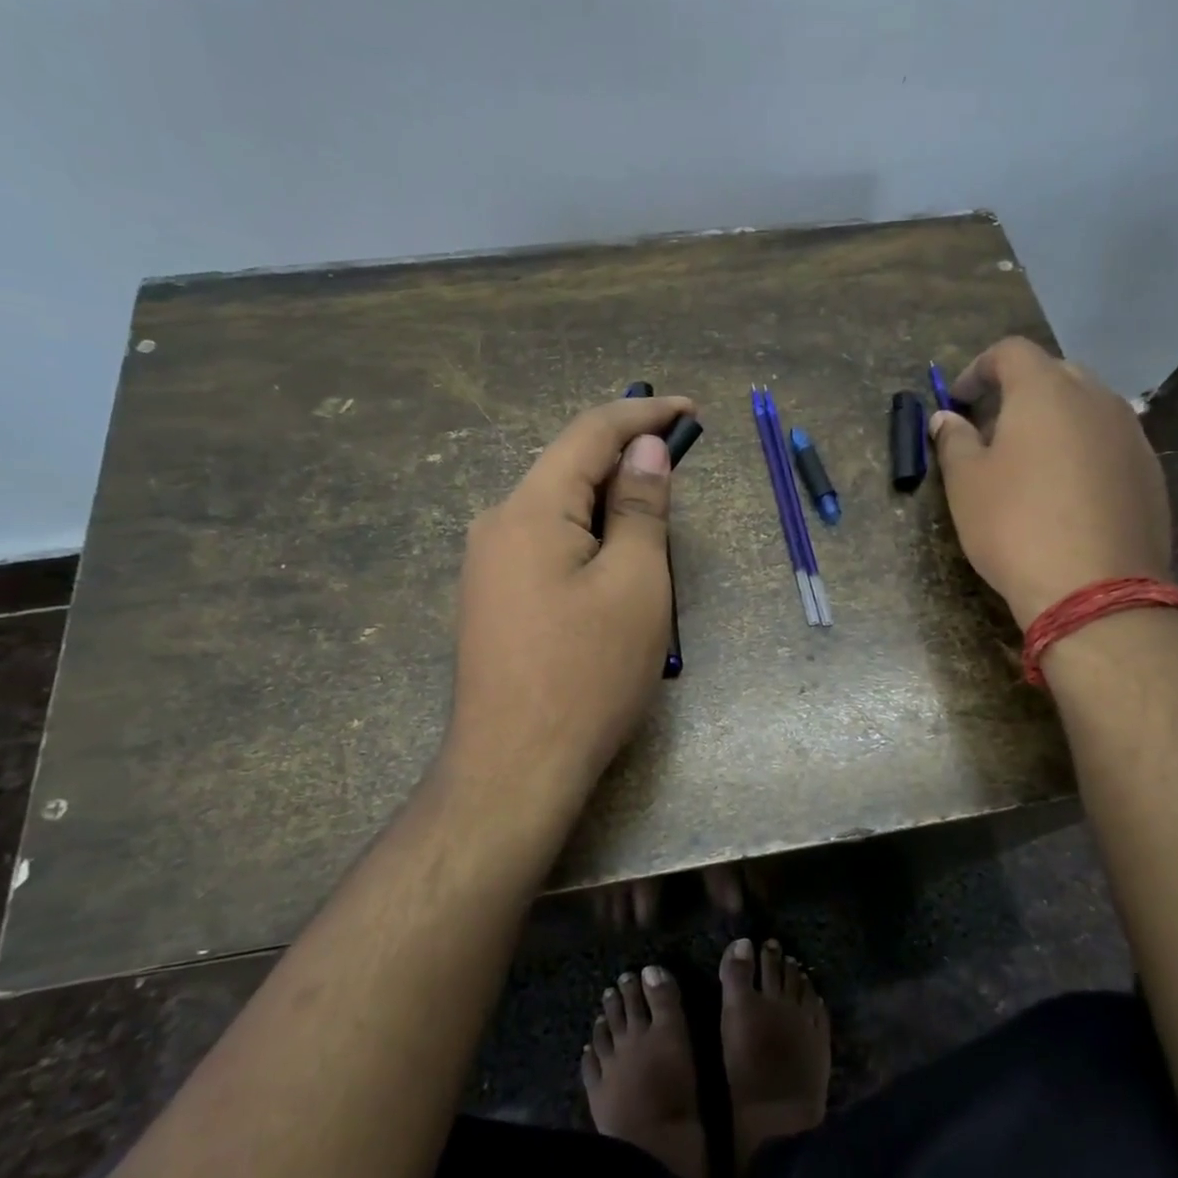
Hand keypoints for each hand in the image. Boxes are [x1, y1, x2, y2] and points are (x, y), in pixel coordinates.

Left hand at [442, 395, 693, 827]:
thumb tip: (646, 449)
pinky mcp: (492, 599)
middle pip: (569, 469)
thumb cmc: (587, 673)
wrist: (515, 767)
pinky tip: (613, 569)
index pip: (590, 433)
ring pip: (559, 510)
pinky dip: (588, 539)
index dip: (643, 413)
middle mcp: (497, 524)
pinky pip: (546, 545)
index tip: (689, 409)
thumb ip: (642, 507)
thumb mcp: (636, 584)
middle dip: (627, 463)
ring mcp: (488, 565)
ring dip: (610, 507)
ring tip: (655, 533)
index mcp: (530, 508)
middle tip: (680, 476)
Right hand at [930, 337, 1170, 629]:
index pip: (1010, 352)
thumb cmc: (1014, 526)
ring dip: (1052, 421)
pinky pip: (1108, 442)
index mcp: (1045, 391)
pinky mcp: (1149, 471)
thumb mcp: (966, 484)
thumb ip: (954, 441)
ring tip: (1027, 463)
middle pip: (1053, 374)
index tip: (957, 402)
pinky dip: (1081, 450)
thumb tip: (947, 418)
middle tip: (990, 430)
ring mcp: (1131, 434)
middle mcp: (1096, 398)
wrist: (1094, 589)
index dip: (977, 369)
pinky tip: (1065, 494)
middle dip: (1017, 393)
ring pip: (1086, 408)